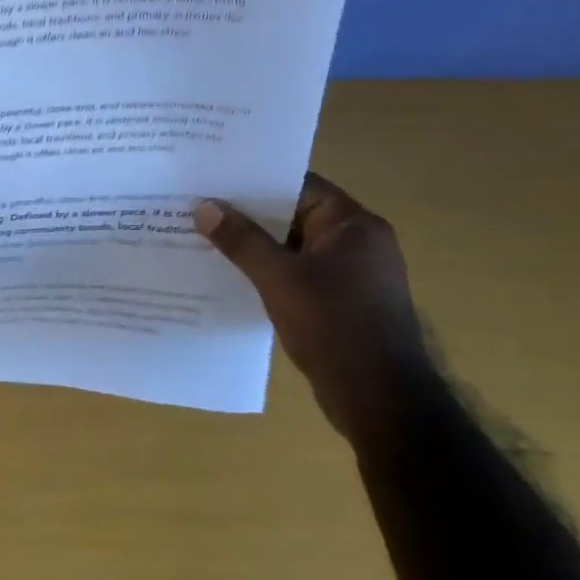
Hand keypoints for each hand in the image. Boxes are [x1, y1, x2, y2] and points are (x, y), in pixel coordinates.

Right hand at [195, 174, 433, 446]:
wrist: (380, 399)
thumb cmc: (334, 326)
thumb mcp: (279, 278)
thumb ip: (242, 240)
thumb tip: (205, 206)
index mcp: (354, 225)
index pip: (300, 186)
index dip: (257, 181)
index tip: (214, 180)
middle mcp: (357, 244)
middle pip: (294, 215)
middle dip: (248, 215)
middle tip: (199, 208)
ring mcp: (351, 276)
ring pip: (293, 248)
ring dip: (255, 247)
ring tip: (205, 240)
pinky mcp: (341, 303)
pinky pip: (297, 275)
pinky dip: (268, 273)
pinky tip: (231, 277)